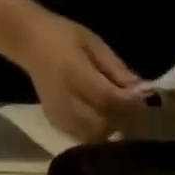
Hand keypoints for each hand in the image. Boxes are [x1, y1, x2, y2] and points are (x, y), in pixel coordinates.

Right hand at [11, 10, 140, 142]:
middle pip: (103, 123)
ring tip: (120, 117)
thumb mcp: (94, 44)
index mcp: (74, 73)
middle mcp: (66, 100)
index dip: (129, 104)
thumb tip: (141, 90)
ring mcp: (61, 116)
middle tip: (135, 112)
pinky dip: (99, 133)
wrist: (30, 43)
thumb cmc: (65, 37)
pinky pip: (85, 138)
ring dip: (112, 129)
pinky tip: (103, 120)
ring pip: (95, 136)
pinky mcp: (58, 125)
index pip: (108, 99)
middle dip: (123, 120)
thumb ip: (117, 69)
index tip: (144, 101)